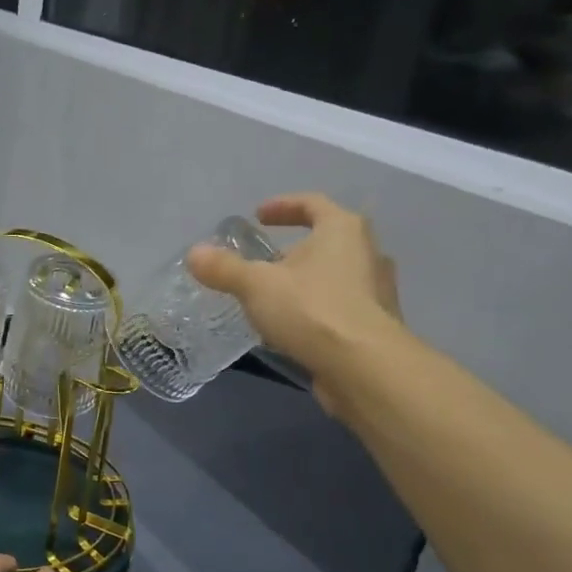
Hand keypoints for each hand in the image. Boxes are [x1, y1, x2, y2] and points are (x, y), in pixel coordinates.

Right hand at [186, 192, 409, 420]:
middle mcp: (367, 252)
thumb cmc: (312, 310)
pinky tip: (295, 327)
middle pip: (328, 239)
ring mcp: (378, 289)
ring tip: (277, 296)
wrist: (364, 367)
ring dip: (308, 280)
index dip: (283, 206)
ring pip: (337, 274)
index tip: (258, 216)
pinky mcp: (377, 324)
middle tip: (266, 260)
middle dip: (295, 247)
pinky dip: (318, 308)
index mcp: (343, 229)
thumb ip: (224, 268)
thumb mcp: (256, 286)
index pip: (312, 203)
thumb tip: (194, 253)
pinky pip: (342, 305)